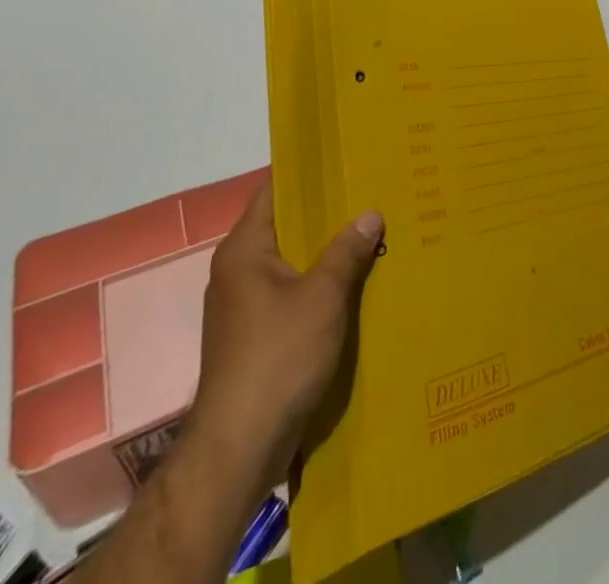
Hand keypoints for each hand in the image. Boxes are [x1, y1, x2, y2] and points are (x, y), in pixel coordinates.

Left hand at [184, 173, 383, 499]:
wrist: (238, 449)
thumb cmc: (277, 357)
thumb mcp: (322, 297)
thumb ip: (346, 251)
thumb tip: (370, 213)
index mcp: (244, 250)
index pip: (274, 191)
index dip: (308, 173)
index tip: (345, 159)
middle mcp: (237, 271)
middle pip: (286, 226)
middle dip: (327, 214)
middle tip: (371, 194)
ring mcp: (243, 306)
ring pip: (291, 262)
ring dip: (326, 252)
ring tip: (371, 234)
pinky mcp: (254, 337)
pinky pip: (290, 294)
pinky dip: (318, 285)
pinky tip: (353, 285)